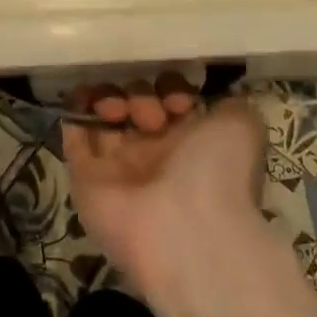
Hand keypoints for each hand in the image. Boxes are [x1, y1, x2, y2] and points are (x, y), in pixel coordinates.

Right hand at [63, 76, 266, 302]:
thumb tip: (208, 98)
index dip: (171, 86)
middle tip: (153, 117)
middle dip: (142, 94)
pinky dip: (77, 110)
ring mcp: (117, 164)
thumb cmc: (218, 172)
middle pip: (134, 100)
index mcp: (189, 141)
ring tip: (123, 114)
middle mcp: (153, 151)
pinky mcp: (85, 176)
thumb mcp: (242, 125)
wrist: (186, 229)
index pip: (169, 97)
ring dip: (110, 97)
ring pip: (104, 112)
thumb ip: (228, 103)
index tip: (180, 100)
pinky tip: (88, 100)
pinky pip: (73, 134)